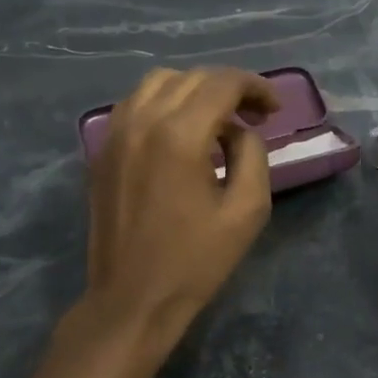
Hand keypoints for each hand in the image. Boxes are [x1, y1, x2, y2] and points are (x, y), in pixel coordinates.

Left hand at [86, 67, 279, 341]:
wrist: (132, 299)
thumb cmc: (196, 260)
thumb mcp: (247, 210)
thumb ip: (252, 155)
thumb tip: (240, 130)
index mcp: (179, 135)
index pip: (222, 83)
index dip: (255, 87)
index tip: (275, 108)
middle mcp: (141, 121)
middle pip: (192, 78)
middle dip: (229, 88)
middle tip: (255, 116)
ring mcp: (115, 134)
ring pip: (158, 83)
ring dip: (194, 91)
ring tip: (218, 119)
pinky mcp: (102, 150)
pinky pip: (134, 104)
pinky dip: (163, 103)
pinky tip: (180, 131)